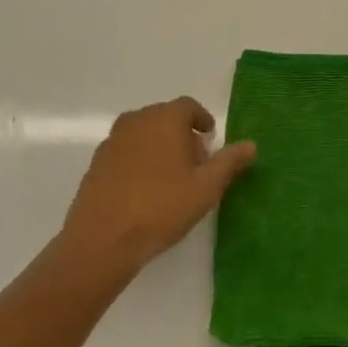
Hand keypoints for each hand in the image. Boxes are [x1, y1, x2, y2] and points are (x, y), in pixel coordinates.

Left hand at [57, 97, 256, 281]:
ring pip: (143, 134)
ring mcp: (112, 141)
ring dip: (159, 146)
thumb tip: (251, 145)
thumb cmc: (161, 207)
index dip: (202, 119)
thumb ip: (229, 162)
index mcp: (165, 118)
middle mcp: (137, 120)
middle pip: (165, 118)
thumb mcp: (206, 188)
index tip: (210, 138)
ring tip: (171, 178)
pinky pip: (125, 152)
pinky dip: (138, 160)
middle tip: (195, 163)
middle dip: (182, 134)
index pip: (188, 106)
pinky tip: (144, 190)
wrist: (102, 240)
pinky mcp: (96, 163)